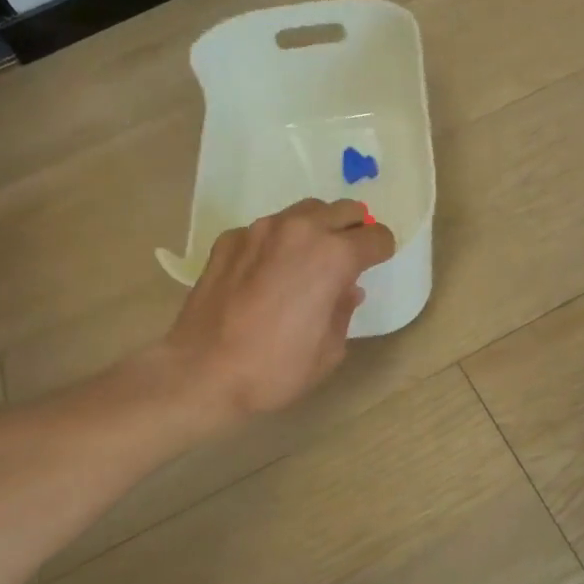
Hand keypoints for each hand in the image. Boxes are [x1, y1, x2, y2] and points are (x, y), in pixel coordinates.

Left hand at [162, 199, 396, 420]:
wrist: (202, 373)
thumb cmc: (275, 369)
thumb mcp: (329, 350)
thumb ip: (343, 310)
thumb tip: (347, 289)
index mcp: (334, 256)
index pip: (376, 237)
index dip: (381, 252)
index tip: (375, 265)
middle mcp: (300, 231)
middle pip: (345, 210)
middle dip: (353, 230)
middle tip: (348, 258)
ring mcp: (260, 230)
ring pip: (304, 212)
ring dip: (316, 229)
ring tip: (308, 261)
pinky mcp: (230, 240)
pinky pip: (266, 230)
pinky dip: (277, 243)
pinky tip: (266, 274)